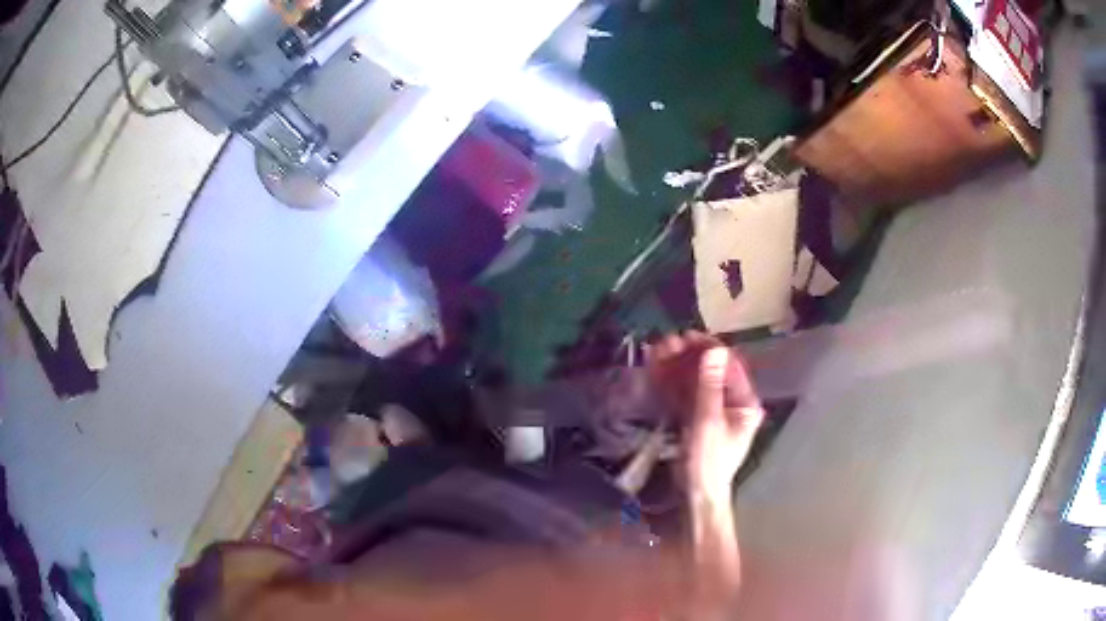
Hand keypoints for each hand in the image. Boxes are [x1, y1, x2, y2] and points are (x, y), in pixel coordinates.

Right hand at [646, 332, 764, 496]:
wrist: (697, 495)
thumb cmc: (709, 462)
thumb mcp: (709, 422)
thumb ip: (710, 386)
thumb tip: (715, 350)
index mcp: (744, 402)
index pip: (730, 366)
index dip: (709, 348)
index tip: (687, 337)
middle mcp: (731, 402)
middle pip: (711, 371)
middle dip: (689, 356)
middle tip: (667, 343)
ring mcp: (713, 410)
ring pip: (695, 381)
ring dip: (677, 366)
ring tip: (658, 351)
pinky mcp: (696, 419)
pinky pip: (686, 394)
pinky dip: (672, 382)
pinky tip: (657, 369)